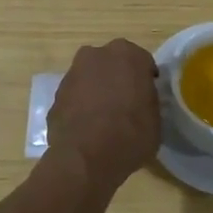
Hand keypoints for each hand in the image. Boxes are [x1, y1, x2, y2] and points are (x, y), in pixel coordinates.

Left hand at [46, 39, 160, 189]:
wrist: (86, 158)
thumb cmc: (131, 135)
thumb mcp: (155, 119)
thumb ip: (148, 100)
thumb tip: (140, 101)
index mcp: (128, 55)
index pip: (142, 62)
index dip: (145, 80)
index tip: (147, 96)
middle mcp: (98, 55)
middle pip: (112, 63)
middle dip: (118, 78)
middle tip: (125, 103)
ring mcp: (73, 73)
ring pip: (90, 77)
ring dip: (97, 90)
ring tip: (104, 118)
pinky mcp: (56, 94)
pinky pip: (75, 95)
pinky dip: (80, 105)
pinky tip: (87, 127)